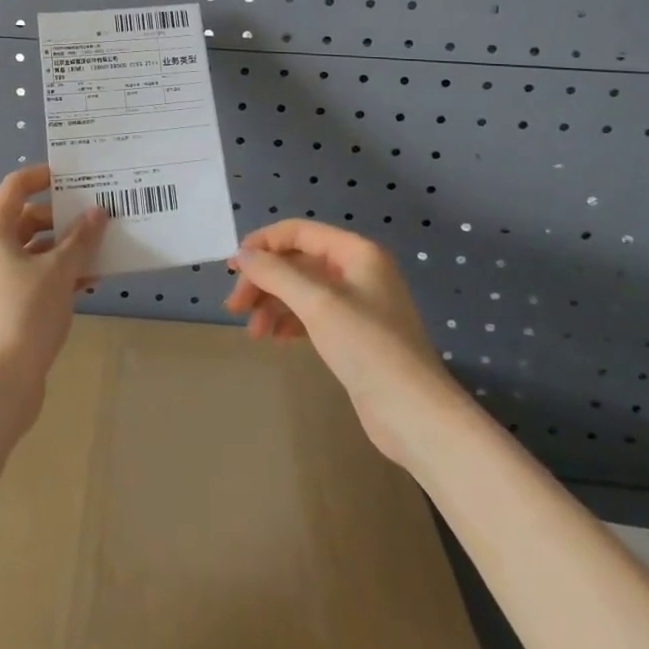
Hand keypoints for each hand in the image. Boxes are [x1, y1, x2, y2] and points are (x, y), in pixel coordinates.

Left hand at [0, 164, 105, 427]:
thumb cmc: (24, 314)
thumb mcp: (59, 271)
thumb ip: (80, 239)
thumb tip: (97, 213)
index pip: (14, 188)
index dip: (41, 176)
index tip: (72, 177)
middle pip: (25, 220)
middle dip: (61, 217)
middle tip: (96, 216)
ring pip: (31, 252)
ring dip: (63, 249)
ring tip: (99, 250)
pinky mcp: (1, 309)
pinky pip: (31, 279)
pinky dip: (56, 276)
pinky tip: (87, 283)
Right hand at [225, 219, 446, 463]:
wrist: (416, 416)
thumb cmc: (368, 347)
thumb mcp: (317, 304)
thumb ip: (276, 274)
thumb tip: (242, 254)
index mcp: (356, 252)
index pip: (299, 232)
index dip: (263, 244)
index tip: (233, 267)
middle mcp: (358, 271)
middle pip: (298, 262)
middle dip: (264, 280)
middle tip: (235, 306)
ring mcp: (358, 304)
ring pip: (302, 290)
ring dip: (273, 303)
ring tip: (253, 331)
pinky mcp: (354, 335)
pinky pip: (312, 314)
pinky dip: (290, 321)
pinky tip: (275, 337)